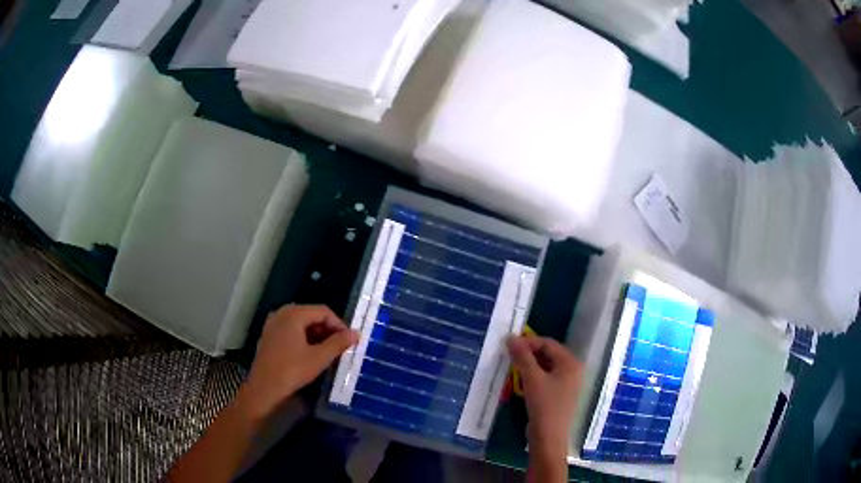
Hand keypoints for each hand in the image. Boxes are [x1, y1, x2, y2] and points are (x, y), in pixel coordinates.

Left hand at [240, 305, 358, 417]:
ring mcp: (273, 324)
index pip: (323, 311)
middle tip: (340, 347)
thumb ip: (338, 343)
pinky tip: (310, 354)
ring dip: (317, 335)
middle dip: (328, 330)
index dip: (339, 324)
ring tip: (328, 352)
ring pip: (301, 323)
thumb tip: (356, 333)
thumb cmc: (292, 370)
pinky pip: (291, 330)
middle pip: (312, 315)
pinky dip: (304, 338)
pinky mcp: (269, 335)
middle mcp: (282, 313)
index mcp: (294, 314)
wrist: (264, 388)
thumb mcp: (319, 358)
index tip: (349, 341)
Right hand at [507, 335, 581, 458]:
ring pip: (546, 367)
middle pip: (548, 354)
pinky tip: (520, 380)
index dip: (528, 342)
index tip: (509, 345)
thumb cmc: (544, 406)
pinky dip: (533, 376)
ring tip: (511, 366)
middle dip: (528, 353)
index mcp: (571, 363)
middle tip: (509, 355)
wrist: (549, 438)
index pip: (548, 344)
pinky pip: (546, 378)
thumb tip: (511, 337)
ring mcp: (567, 383)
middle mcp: (572, 370)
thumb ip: (522, 357)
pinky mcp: (559, 395)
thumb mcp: (532, 379)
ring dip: (529, 365)